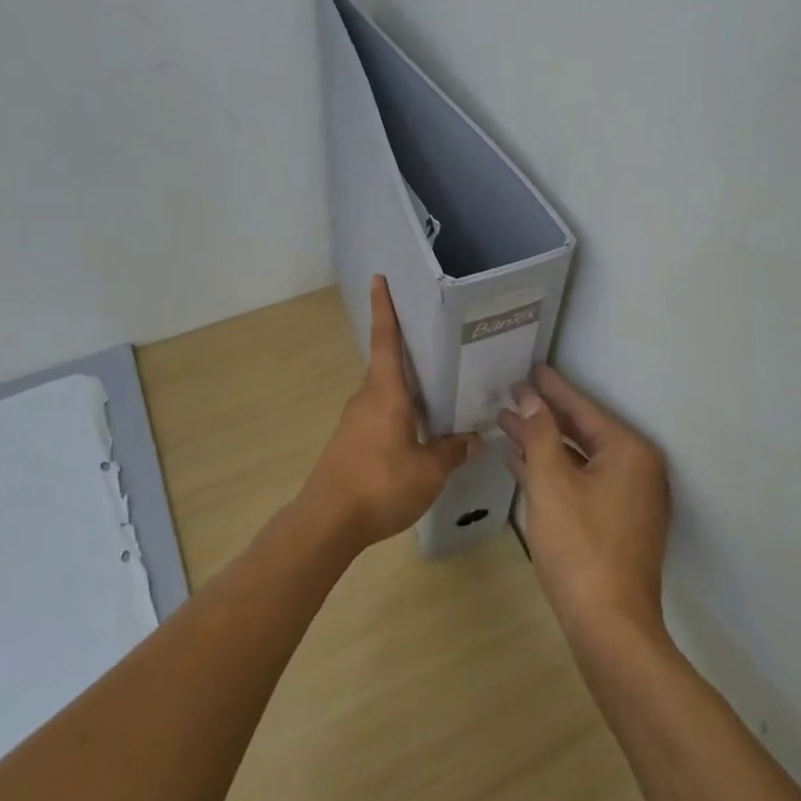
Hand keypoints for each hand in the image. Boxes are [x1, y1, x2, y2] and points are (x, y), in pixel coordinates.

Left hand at [298, 275, 476, 551]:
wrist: (327, 521)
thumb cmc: (379, 485)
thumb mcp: (428, 471)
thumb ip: (451, 451)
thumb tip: (474, 438)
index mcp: (385, 393)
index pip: (386, 340)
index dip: (384, 308)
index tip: (378, 279)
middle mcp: (367, 398)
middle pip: (386, 364)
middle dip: (406, 349)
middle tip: (435, 339)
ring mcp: (355, 420)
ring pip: (384, 391)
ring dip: (405, 386)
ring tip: (436, 388)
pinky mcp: (350, 441)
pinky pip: (379, 413)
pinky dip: (398, 410)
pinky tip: (417, 429)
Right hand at [499, 367, 671, 644]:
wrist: (610, 628)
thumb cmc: (579, 546)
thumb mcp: (551, 482)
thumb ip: (540, 433)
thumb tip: (529, 397)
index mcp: (629, 452)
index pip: (583, 408)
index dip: (552, 388)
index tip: (531, 368)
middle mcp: (637, 469)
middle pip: (582, 431)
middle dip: (543, 416)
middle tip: (510, 395)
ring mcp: (630, 499)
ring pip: (580, 459)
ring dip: (544, 444)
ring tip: (507, 425)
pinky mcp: (619, 523)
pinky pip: (583, 483)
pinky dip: (555, 472)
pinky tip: (522, 465)